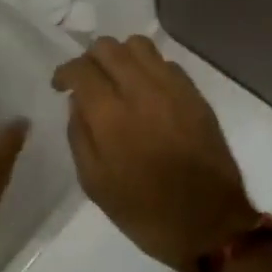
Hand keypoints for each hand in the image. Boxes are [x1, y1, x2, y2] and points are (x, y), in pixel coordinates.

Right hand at [53, 36, 259, 269]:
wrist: (211, 226)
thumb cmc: (145, 212)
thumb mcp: (95, 184)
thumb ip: (79, 136)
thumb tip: (78, 102)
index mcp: (111, 116)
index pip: (81, 69)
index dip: (65, 71)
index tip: (61, 85)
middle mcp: (141, 91)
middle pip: (108, 47)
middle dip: (90, 58)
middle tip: (87, 81)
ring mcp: (173, 89)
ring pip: (138, 45)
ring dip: (120, 56)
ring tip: (118, 79)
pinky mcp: (196, 95)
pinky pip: (166, 63)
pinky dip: (148, 68)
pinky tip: (147, 92)